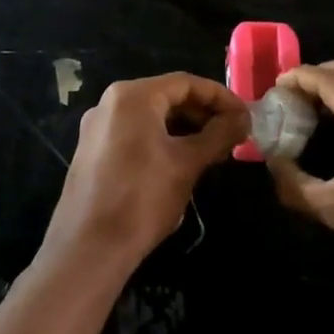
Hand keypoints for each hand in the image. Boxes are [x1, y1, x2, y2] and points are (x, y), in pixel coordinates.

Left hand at [45, 73, 248, 266]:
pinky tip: (182, 163)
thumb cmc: (142, 199)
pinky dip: (162, 141)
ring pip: (151, 117)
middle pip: (167, 96)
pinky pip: (135, 134)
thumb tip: (243, 118)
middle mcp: (110, 102)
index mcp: (133, 96)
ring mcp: (98, 127)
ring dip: (185, 129)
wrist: (88, 250)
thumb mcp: (187, 164)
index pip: (186, 83)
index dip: (220, 97)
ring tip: (213, 152)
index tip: (245, 116)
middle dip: (203, 114)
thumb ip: (219, 134)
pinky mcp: (93, 151)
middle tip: (232, 135)